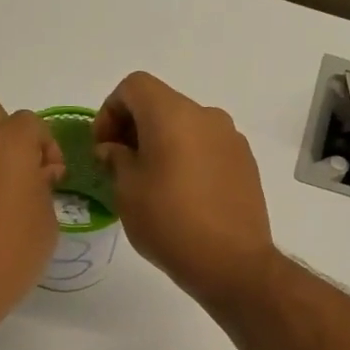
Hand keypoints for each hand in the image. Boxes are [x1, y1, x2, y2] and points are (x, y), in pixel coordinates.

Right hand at [94, 72, 275, 307]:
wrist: (232, 262)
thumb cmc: (169, 223)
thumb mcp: (127, 191)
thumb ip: (116, 159)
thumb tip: (114, 149)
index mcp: (173, 115)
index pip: (134, 86)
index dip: (110, 110)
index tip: (103, 147)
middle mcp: (206, 116)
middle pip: (161, 104)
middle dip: (134, 127)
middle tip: (119, 165)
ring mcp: (231, 138)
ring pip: (186, 126)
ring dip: (161, 143)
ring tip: (150, 182)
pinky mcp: (245, 162)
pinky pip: (207, 146)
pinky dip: (187, 157)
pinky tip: (182, 194)